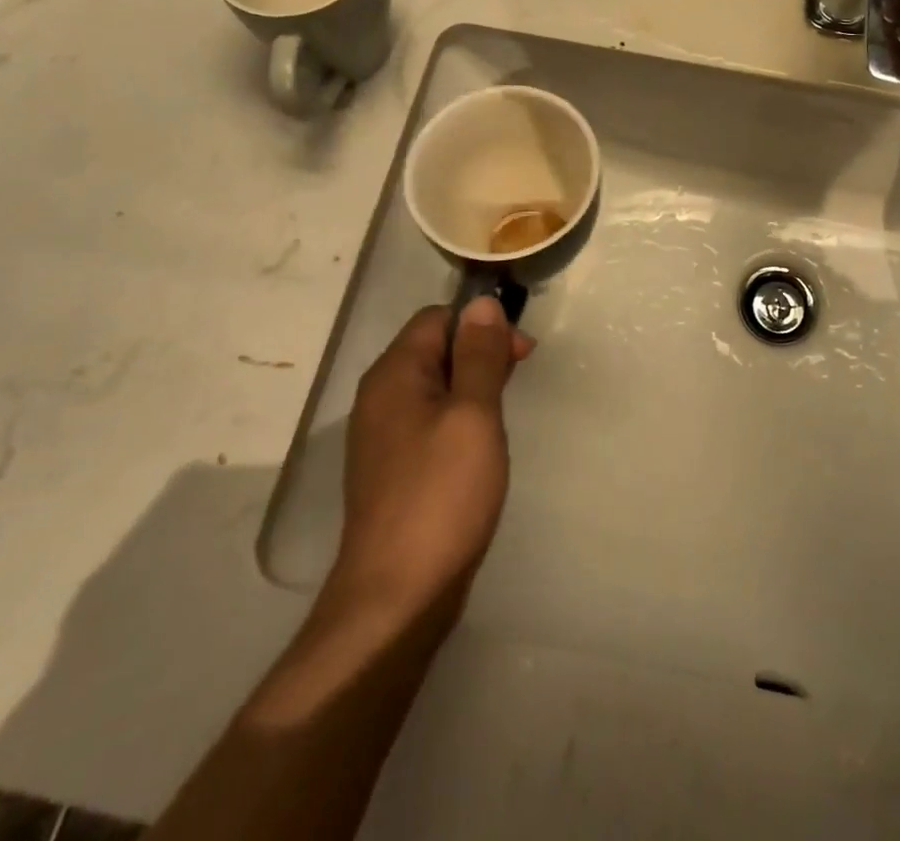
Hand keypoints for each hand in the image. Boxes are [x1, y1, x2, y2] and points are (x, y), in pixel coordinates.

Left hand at [327, 299, 533, 620]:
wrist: (397, 596)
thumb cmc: (441, 495)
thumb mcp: (473, 414)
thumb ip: (480, 356)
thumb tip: (482, 303)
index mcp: (393, 374)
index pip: (437, 318)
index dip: (481, 325)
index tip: (520, 353)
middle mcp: (380, 397)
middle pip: (434, 349)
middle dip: (480, 354)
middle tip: (519, 380)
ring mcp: (383, 436)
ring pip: (434, 387)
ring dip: (472, 388)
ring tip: (502, 415)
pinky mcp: (393, 470)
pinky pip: (429, 422)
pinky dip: (458, 419)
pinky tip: (479, 447)